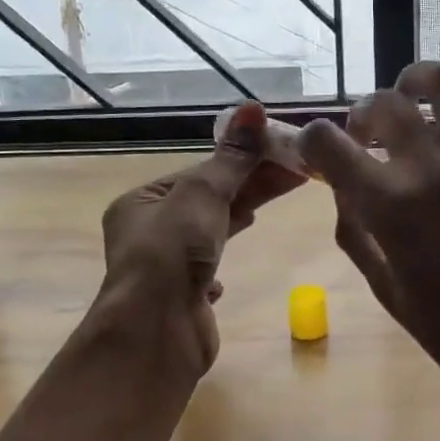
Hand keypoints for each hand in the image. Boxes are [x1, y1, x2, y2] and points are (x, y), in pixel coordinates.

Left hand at [100, 103, 305, 369]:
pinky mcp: (181, 298)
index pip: (200, 173)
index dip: (243, 161)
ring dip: (237, 219)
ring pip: (208, 233)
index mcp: (142, 203)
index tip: (283, 153)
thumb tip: (253, 108)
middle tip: (297, 173)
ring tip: (270, 207)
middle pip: (208, 200)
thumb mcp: (203, 195)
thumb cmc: (173, 254)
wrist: (157, 333)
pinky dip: (219, 265)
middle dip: (250, 187)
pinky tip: (228, 272)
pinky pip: (203, 272)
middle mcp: (147, 233)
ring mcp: (164, 268)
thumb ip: (232, 158)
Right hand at [299, 45, 439, 418]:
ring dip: (419, 76)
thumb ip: (356, 235)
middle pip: (382, 106)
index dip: (312, 142)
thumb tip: (344, 192)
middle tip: (367, 137)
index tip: (320, 152)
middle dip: (362, 116)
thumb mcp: (386, 291)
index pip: (326, 144)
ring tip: (410, 89)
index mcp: (389, 207)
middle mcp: (432, 169)